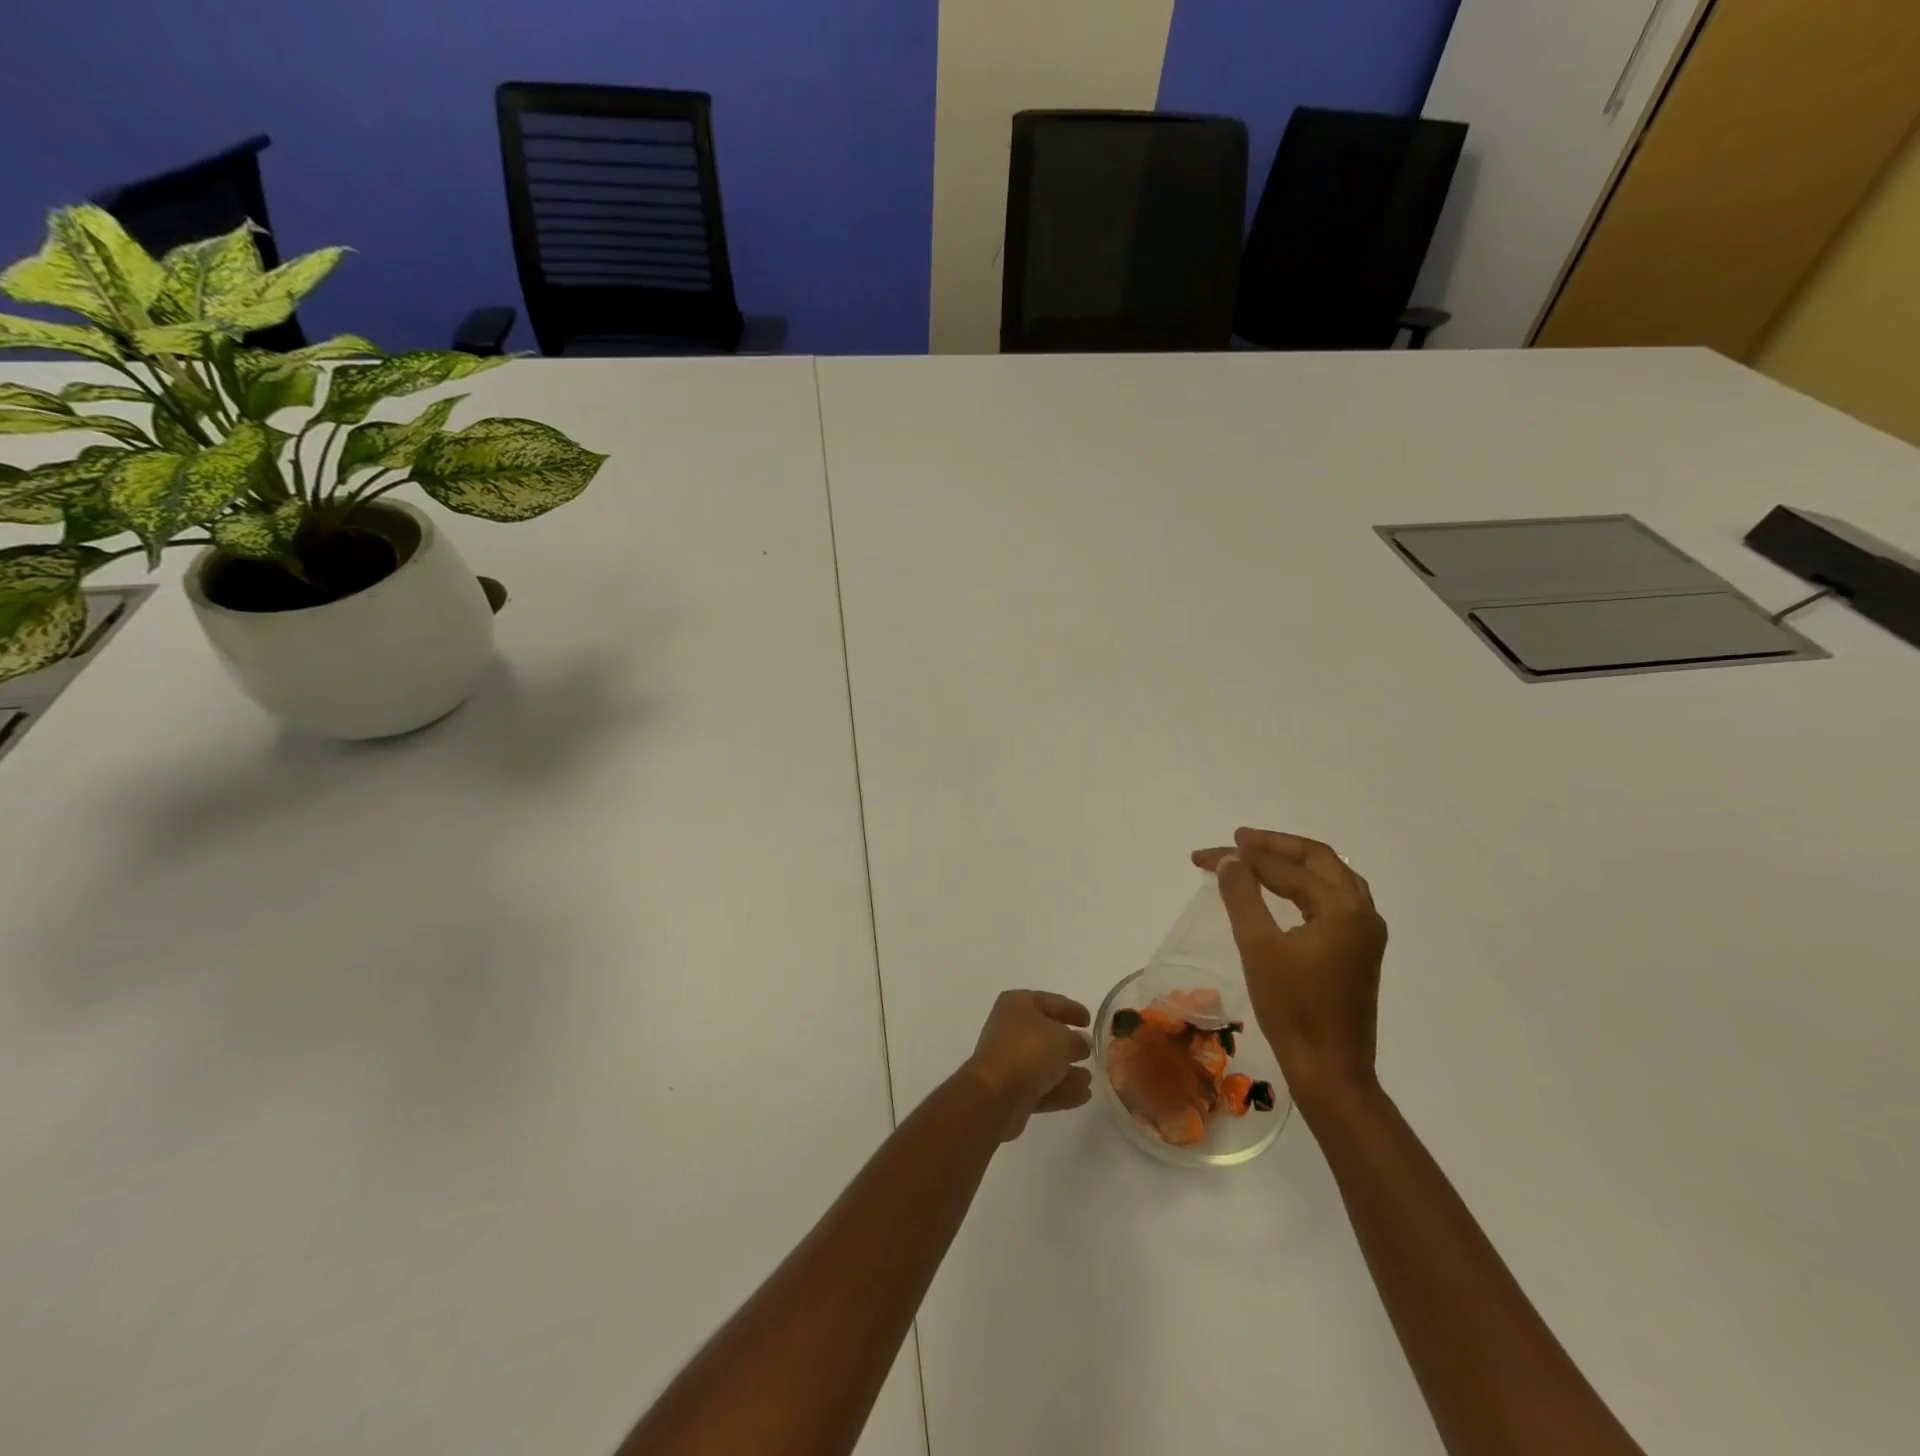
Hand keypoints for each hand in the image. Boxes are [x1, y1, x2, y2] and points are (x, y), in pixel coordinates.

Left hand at [963, 991, 1094, 1140]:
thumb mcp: (1064, 1039)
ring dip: (1066, 1070)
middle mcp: (1010, 1028)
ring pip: (1043, 1062)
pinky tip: (1082, 1095)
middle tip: (1090, 1050)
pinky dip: (1060, 1089)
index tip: (1090, 1020)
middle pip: (1045, 1033)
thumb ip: (1077, 1040)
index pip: (1051, 1002)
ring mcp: (1008, 1059)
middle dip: (1069, 1042)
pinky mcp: (1010, 1089)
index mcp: (1018, 1004)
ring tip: (1089, 1078)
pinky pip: (1040, 1085)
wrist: (996, 1095)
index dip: (1072, 1009)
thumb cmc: (1030, 1052)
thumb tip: (1081, 1043)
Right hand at [1192, 828, 1386, 1109]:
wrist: (1331, 1070)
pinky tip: (1284, 890)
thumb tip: (1229, 860)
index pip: (1285, 868)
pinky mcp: (1360, 950)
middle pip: (1318, 859)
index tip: (1205, 855)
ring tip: (1256, 857)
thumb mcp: (1258, 947)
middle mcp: (1363, 911)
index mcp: (1343, 908)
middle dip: (1274, 847)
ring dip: (1293, 862)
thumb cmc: (1292, 1009)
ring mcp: (1366, 932)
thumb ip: (1242, 896)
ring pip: (1331, 876)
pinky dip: (1306, 883)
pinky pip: (1334, 897)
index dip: (1243, 856)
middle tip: (1236, 842)